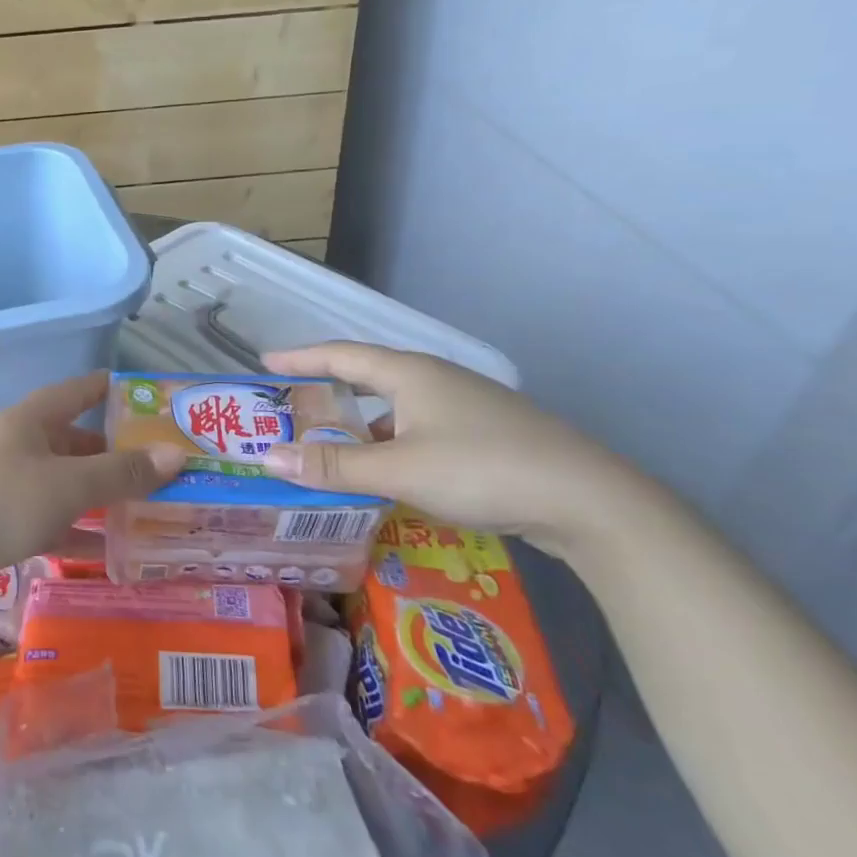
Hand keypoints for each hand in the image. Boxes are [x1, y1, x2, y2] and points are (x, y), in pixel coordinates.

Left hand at [0, 371, 184, 585]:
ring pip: (62, 486)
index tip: (145, 394)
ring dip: (98, 497)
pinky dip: (74, 532)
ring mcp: (2, 487)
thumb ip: (121, 472)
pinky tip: (105, 553)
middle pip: (72, 443)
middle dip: (112, 454)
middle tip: (159, 468)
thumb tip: (176, 454)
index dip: (109, 390)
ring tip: (145, 511)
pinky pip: (46, 521)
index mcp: (27, 420)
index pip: (75, 392)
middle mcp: (14, 446)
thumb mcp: (67, 485)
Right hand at [257, 342, 671, 552]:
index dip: (300, 357)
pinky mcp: (485, 435)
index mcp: (410, 373)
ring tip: (329, 446)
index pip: (340, 355)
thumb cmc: (482, 469)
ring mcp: (464, 406)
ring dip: (359, 424)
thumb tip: (268, 457)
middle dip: (327, 391)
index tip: (266, 362)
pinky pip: (418, 429)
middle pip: (367, 378)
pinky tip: (386, 473)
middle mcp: (435, 380)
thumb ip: (332, 465)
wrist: (590, 501)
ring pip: (395, 408)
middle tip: (291, 406)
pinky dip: (389, 444)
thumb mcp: (398, 470)